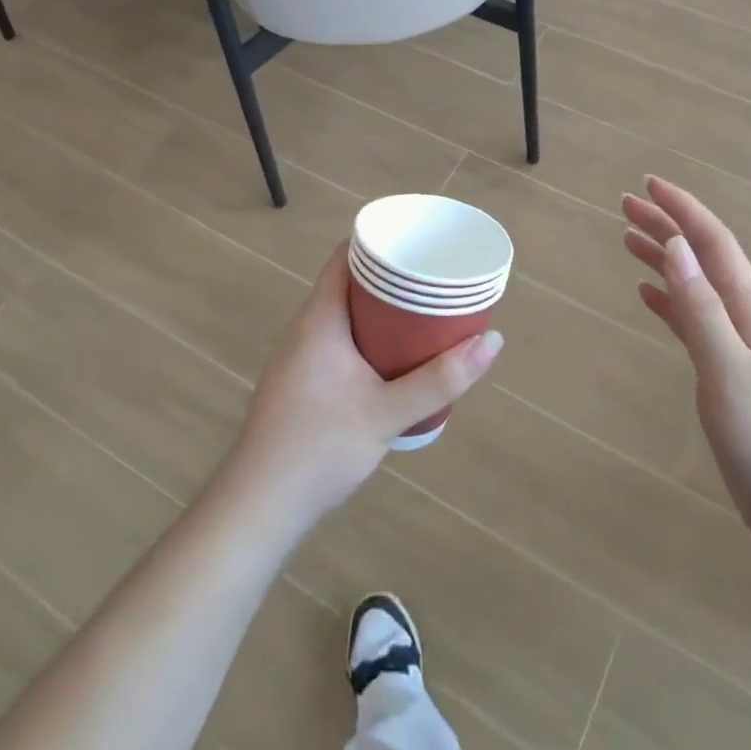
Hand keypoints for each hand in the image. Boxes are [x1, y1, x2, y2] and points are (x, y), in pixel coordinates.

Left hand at [227, 243, 502, 530]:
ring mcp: (298, 357)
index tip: (418, 241)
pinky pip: (337, 340)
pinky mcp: (299, 383)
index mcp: (320, 319)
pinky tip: (393, 359)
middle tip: (433, 281)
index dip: (380, 242)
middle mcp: (304, 328)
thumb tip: (492, 341)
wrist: (258, 508)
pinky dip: (367, 336)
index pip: (346, 256)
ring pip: (344, 314)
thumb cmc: (319, 448)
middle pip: (348, 283)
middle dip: (392, 278)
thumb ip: (440, 379)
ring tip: (423, 314)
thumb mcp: (387, 413)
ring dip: (380, 311)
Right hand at [623, 177, 750, 545]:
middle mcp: (746, 320)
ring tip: (629, 241)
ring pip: (696, 287)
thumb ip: (700, 308)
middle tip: (626, 205)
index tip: (647, 185)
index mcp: (750, 311)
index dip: (682, 210)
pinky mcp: (731, 377)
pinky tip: (650, 297)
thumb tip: (676, 245)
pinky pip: (695, 322)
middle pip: (703, 258)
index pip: (713, 244)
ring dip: (666, 259)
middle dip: (667, 226)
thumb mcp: (729, 371)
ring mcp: (740, 349)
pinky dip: (670, 301)